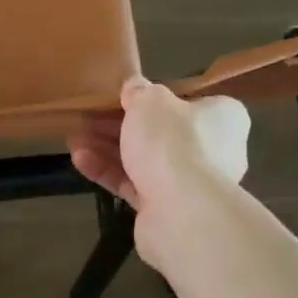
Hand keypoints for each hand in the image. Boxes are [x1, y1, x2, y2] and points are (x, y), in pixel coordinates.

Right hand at [71, 78, 249, 272]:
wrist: (180, 212)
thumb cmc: (173, 142)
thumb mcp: (151, 101)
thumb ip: (140, 90)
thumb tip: (134, 85)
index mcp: (222, 119)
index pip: (191, 101)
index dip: (156, 98)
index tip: (126, 96)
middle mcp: (214, 151)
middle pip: (161, 132)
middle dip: (121, 124)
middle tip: (90, 115)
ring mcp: (190, 184)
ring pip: (144, 160)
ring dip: (108, 148)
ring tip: (75, 137)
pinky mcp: (166, 209)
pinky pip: (134, 184)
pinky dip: (108, 172)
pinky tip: (80, 160)